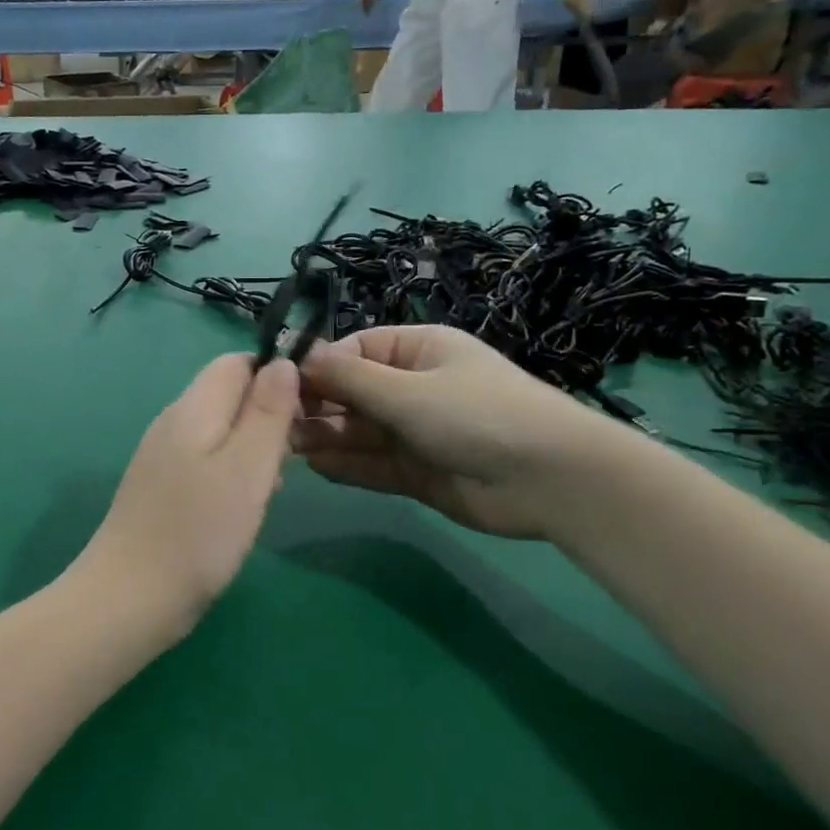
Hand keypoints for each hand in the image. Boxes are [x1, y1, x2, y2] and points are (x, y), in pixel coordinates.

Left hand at [78, 355, 299, 638]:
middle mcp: (172, 422)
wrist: (129, 599)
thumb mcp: (247, 468)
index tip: (306, 412)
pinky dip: (231, 474)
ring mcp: (161, 456)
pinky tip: (241, 509)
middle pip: (229, 395)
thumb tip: (283, 362)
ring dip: (253, 450)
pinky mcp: (160, 488)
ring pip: (220, 431)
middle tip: (290, 461)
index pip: (236, 362)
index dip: (276, 376)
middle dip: (267, 417)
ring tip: (270, 491)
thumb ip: (267, 413)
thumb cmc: (199, 532)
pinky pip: (205, 462)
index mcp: (193, 407)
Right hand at [294, 327, 624, 539]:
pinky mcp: (417, 471)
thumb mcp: (408, 390)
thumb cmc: (476, 414)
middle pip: (352, 393)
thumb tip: (299, 356)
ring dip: (326, 436)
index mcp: (417, 351)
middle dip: (318, 406)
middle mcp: (413, 387)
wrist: (549, 479)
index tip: (282, 386)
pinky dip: (347, 465)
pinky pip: (373, 464)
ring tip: (290, 446)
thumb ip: (349, 378)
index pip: (355, 352)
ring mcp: (415, 431)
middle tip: (280, 424)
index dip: (319, 367)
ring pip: (359, 431)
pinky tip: (318, 466)